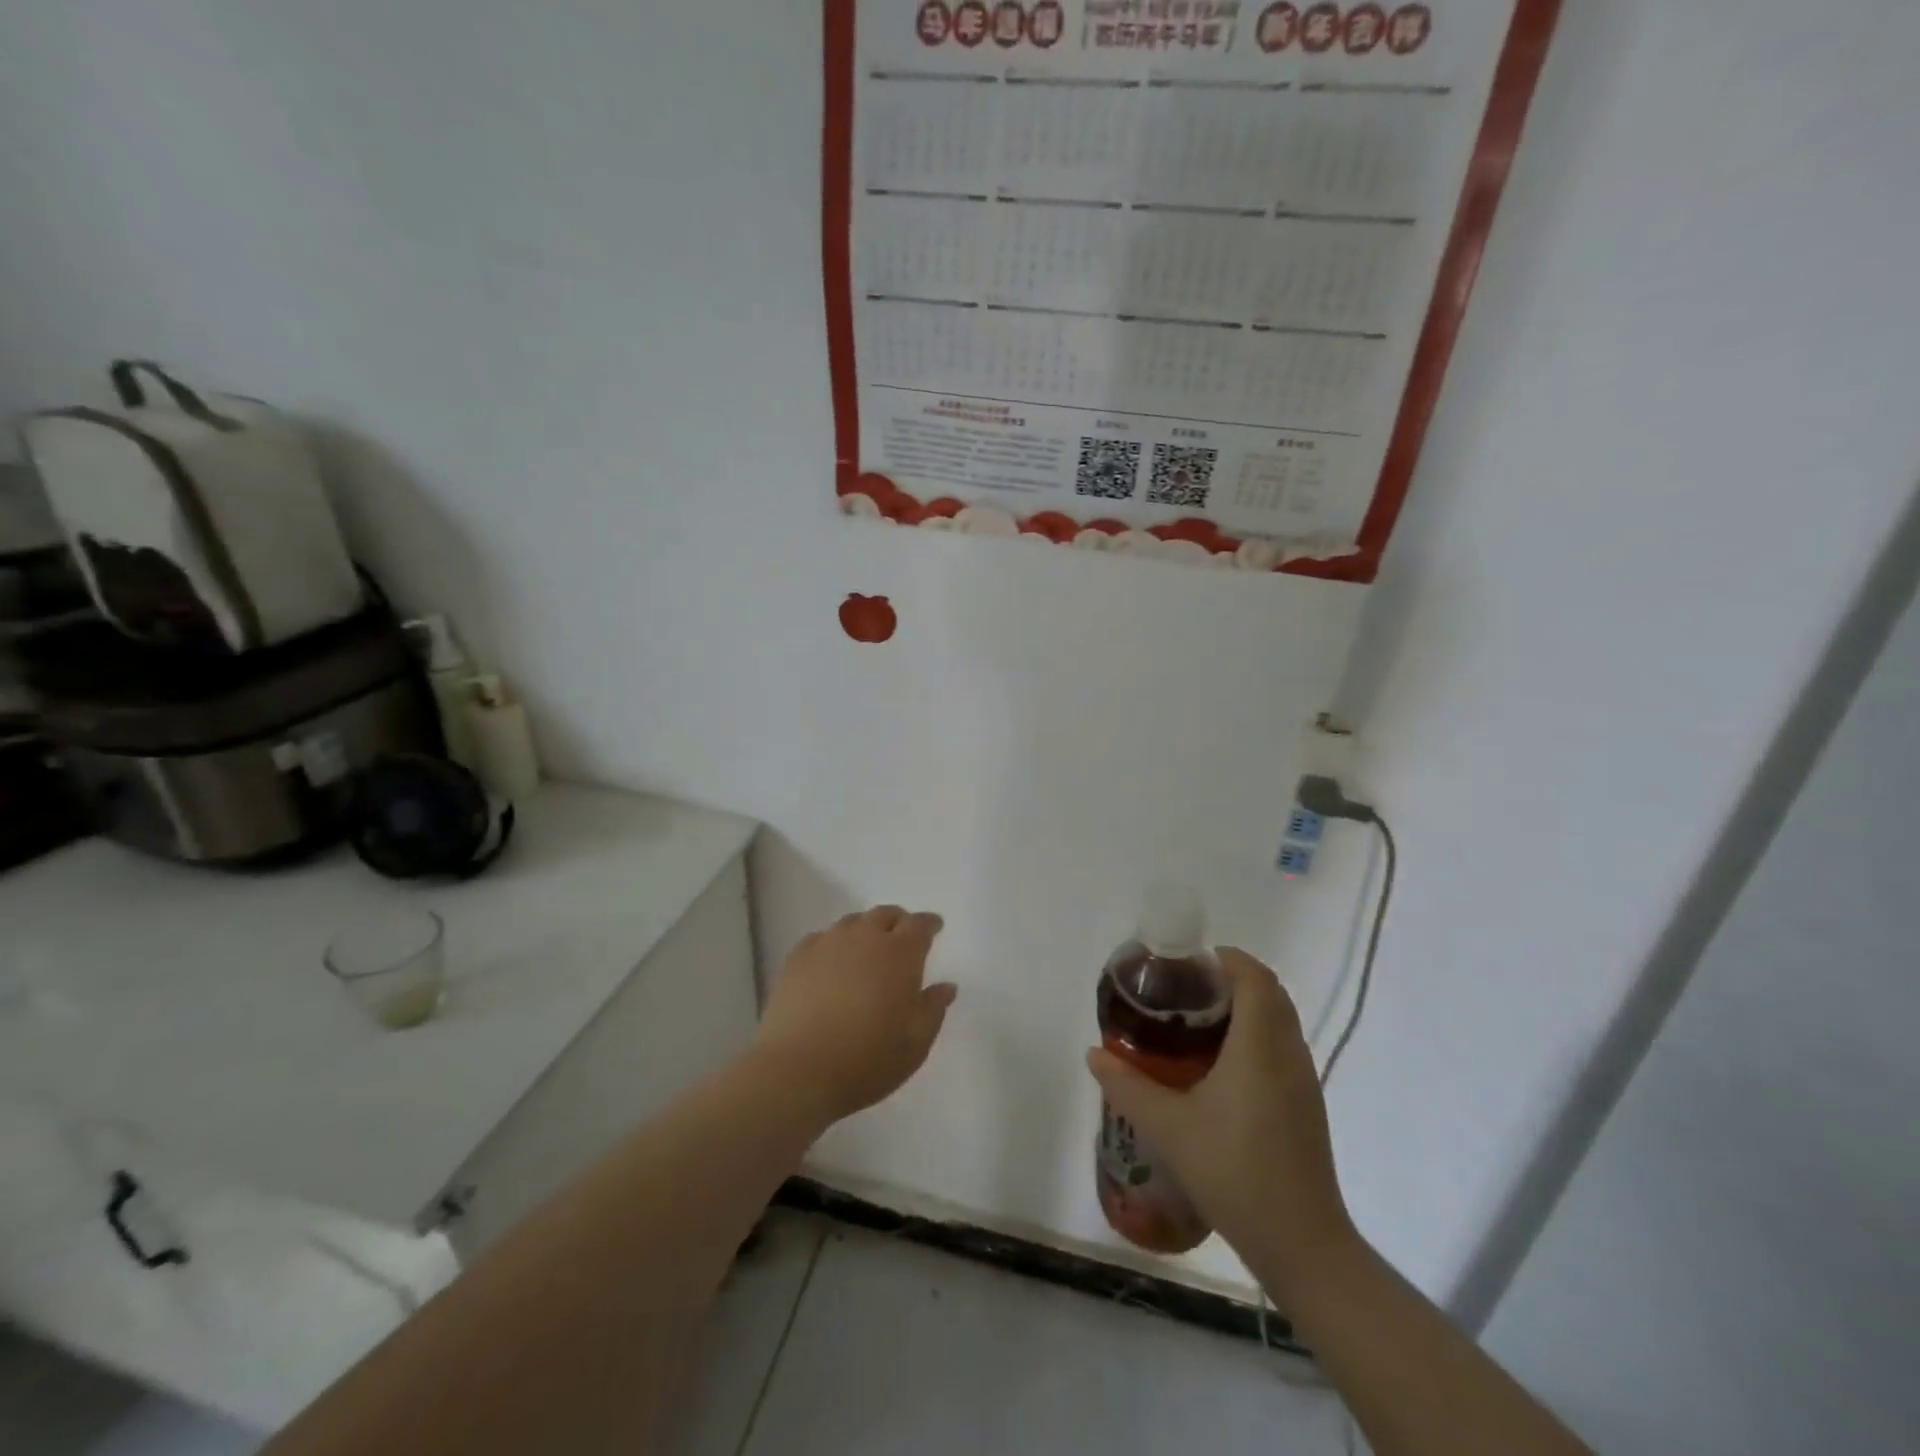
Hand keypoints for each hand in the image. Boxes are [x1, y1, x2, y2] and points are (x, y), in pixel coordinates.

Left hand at [754, 906, 956, 1124]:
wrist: (797, 1071)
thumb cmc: (867, 1060)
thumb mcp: (915, 1043)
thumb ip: (933, 1009)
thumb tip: (946, 986)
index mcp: (900, 954)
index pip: (919, 925)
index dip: (929, 924)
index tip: (935, 927)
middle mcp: (865, 938)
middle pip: (884, 915)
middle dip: (898, 922)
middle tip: (902, 937)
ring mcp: (827, 944)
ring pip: (852, 923)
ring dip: (865, 930)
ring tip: (866, 949)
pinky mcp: (797, 958)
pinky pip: (821, 938)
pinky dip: (833, 944)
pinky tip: (831, 962)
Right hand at [1087, 948, 1356, 1300]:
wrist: (1302, 1245)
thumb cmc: (1234, 1173)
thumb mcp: (1169, 1127)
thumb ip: (1128, 1084)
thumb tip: (1095, 1053)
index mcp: (1260, 1045)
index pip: (1253, 976)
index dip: (1223, 959)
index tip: (1185, 964)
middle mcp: (1288, 1053)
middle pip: (1269, 992)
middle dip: (1229, 979)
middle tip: (1183, 992)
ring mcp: (1303, 1080)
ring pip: (1279, 1020)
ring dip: (1244, 1008)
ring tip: (1195, 1024)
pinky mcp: (1307, 1105)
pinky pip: (1282, 1048)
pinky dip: (1255, 1037)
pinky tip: (1219, 1068)